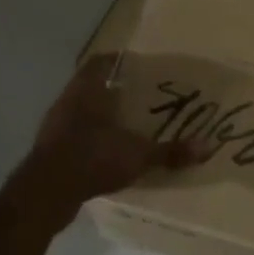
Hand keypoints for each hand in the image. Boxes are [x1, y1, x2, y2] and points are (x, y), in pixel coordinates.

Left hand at [25, 56, 200, 207]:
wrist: (46, 193)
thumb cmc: (92, 158)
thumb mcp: (138, 156)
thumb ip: (170, 151)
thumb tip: (207, 147)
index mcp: (87, 91)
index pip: (100, 62)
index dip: (118, 61)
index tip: (138, 66)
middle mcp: (68, 102)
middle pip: (91, 86)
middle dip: (114, 91)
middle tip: (140, 97)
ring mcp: (55, 127)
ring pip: (81, 112)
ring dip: (101, 117)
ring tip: (128, 126)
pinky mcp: (49, 151)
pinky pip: (74, 137)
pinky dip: (90, 141)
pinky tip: (108, 154)